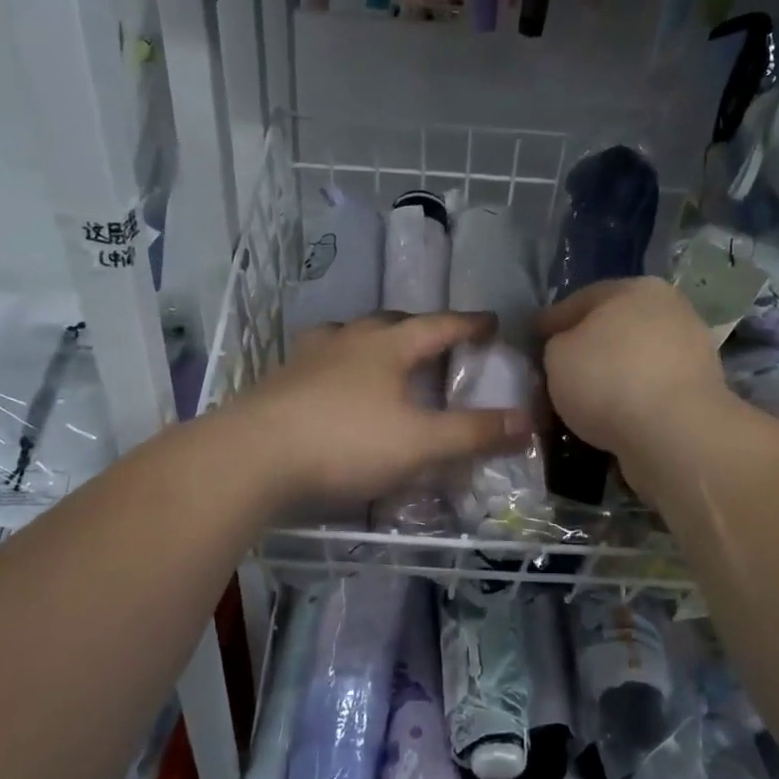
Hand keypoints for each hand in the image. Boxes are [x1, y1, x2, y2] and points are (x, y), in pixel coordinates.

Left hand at [233, 312, 531, 505]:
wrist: (250, 457)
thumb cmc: (344, 442)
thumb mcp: (419, 443)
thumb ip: (473, 433)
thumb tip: (527, 422)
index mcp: (386, 346)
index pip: (438, 326)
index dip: (467, 324)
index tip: (490, 321)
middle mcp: (347, 341)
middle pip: (389, 322)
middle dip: (417, 327)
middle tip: (434, 338)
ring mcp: (307, 359)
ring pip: (346, 335)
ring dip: (369, 339)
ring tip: (378, 352)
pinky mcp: (277, 382)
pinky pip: (316, 361)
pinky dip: (335, 364)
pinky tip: (329, 383)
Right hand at [536, 278, 729, 465]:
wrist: (675, 434)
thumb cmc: (609, 380)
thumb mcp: (557, 355)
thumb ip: (557, 345)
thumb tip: (567, 351)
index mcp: (637, 288)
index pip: (582, 299)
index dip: (552, 320)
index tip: (532, 339)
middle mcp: (671, 311)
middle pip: (614, 328)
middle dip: (586, 347)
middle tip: (556, 370)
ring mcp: (691, 351)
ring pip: (635, 360)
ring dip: (611, 376)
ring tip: (583, 400)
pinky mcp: (700, 392)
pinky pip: (651, 390)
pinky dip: (631, 399)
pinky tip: (611, 416)